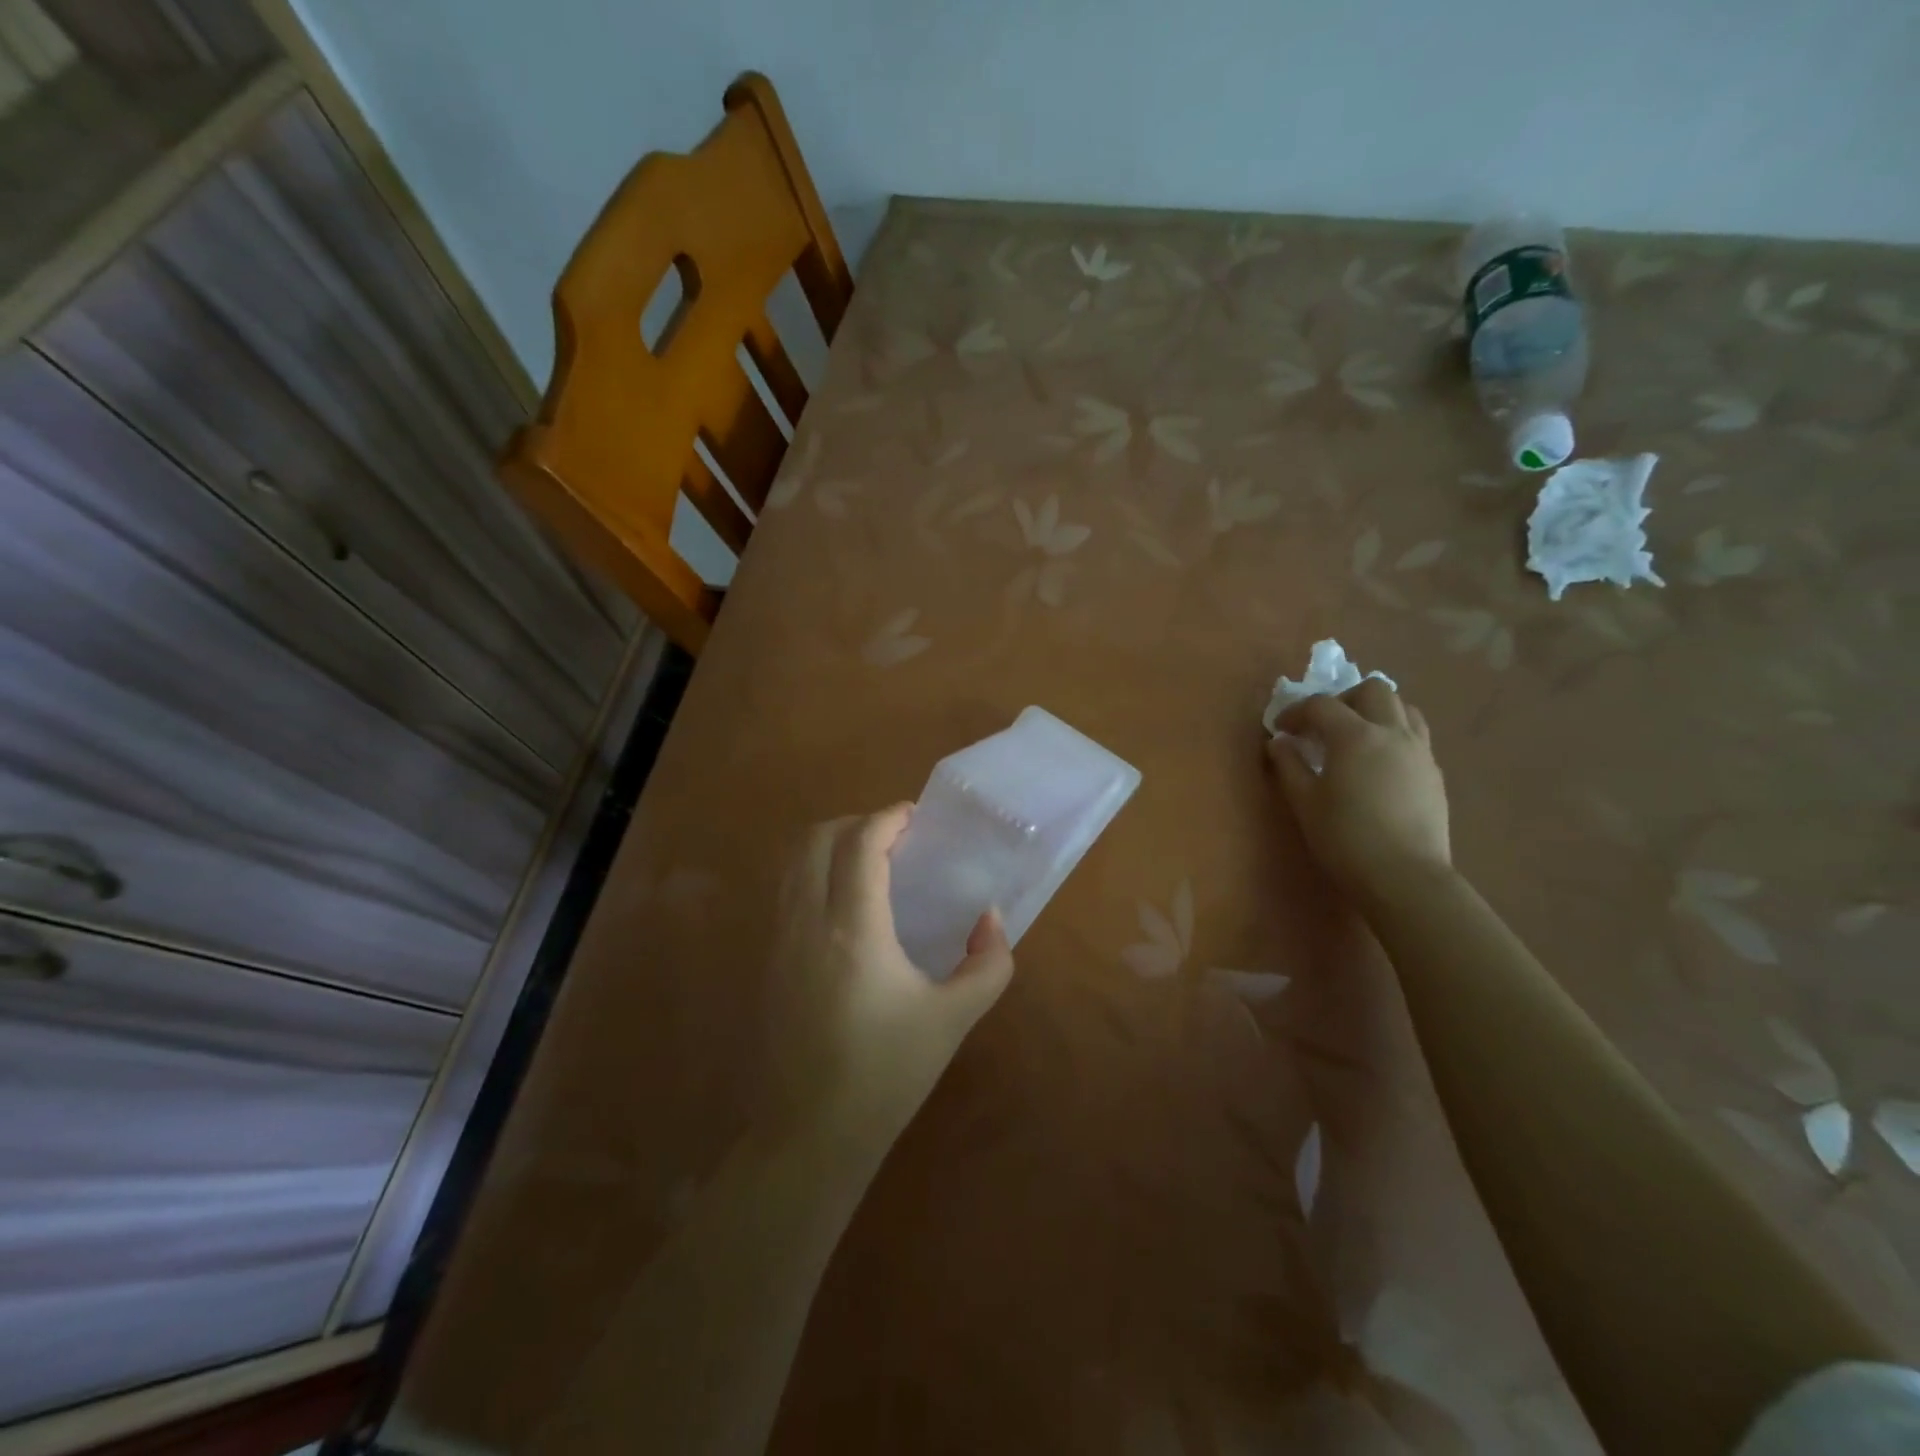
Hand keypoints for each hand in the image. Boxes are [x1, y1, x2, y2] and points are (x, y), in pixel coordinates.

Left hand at [766, 805, 1014, 1160]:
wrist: (810, 1134)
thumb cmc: (887, 1074)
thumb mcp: (954, 1019)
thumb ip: (988, 963)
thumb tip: (990, 920)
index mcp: (853, 929)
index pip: (860, 844)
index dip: (888, 818)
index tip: (916, 816)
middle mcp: (807, 921)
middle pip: (817, 839)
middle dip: (856, 822)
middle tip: (895, 837)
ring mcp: (779, 940)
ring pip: (793, 862)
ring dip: (830, 844)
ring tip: (869, 861)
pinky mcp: (768, 960)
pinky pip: (786, 890)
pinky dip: (813, 872)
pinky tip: (844, 903)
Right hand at [1265, 680, 1451, 899]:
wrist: (1405, 876)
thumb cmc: (1345, 838)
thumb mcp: (1305, 802)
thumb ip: (1289, 766)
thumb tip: (1279, 743)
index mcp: (1355, 736)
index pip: (1322, 705)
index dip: (1296, 712)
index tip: (1281, 730)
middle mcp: (1392, 733)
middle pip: (1373, 690)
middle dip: (1343, 699)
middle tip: (1323, 725)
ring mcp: (1419, 751)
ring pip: (1403, 707)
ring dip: (1375, 711)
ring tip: (1356, 736)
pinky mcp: (1434, 773)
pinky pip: (1415, 735)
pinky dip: (1393, 734)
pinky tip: (1379, 763)